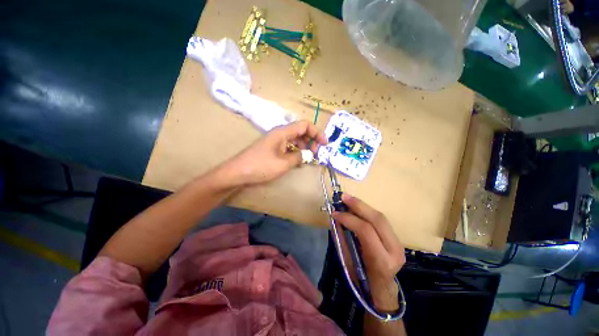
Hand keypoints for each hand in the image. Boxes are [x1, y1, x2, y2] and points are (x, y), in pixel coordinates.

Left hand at [223, 121, 326, 185]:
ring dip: (304, 147)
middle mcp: (280, 133)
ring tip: (309, 158)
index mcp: (283, 132)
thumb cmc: (261, 166)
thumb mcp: (283, 163)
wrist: (238, 173)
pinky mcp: (272, 149)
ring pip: (295, 139)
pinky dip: (296, 151)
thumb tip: (309, 155)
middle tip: (316, 153)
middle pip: (300, 131)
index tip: (325, 144)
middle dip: (311, 140)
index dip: (316, 132)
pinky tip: (298, 160)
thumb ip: (299, 157)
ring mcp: (275, 141)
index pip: (304, 125)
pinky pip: (288, 146)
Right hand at [332, 194, 404, 308]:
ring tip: (348, 199)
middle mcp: (394, 250)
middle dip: (358, 205)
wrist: (382, 289)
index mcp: (382, 260)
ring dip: (363, 206)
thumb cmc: (362, 281)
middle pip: (377, 219)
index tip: (335, 213)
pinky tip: (357, 207)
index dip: (349, 218)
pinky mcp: (396, 238)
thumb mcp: (348, 263)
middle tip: (343, 197)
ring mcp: (398, 243)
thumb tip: (335, 219)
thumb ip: (343, 239)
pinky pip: (380, 220)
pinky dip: (367, 212)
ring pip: (380, 217)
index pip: (366, 231)